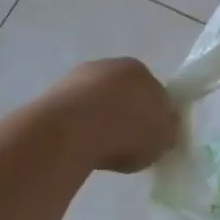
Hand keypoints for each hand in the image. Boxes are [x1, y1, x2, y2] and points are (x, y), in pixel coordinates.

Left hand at [47, 58, 180, 174]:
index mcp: (139, 69)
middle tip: (127, 148)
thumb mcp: (163, 138)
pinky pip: (74, 117)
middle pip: (123, 95)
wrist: (72, 130)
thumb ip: (167, 132)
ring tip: (99, 152)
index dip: (155, 117)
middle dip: (125, 117)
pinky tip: (79, 149)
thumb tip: (164, 132)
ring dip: (99, 124)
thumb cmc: (126, 130)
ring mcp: (76, 79)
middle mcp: (107, 66)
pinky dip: (78, 131)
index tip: (152, 140)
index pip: (154, 91)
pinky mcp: (51, 97)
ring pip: (95, 105)